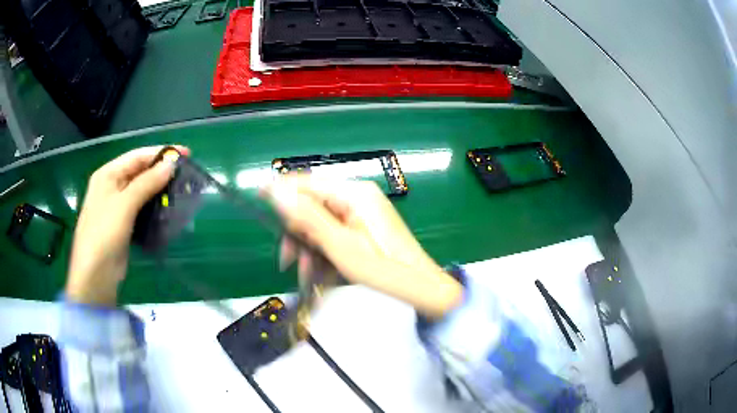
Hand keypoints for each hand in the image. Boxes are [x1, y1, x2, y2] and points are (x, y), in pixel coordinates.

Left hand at [65, 146, 189, 305]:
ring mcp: (117, 206)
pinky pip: (141, 208)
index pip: (137, 156)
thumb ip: (147, 182)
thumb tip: (171, 164)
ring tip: (181, 189)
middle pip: (139, 172)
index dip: (161, 153)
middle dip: (161, 171)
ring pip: (142, 190)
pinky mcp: (124, 223)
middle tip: (185, 173)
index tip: (185, 153)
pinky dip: (154, 206)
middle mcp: (112, 186)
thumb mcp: (125, 204)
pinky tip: (168, 207)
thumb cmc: (105, 233)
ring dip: (159, 189)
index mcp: (108, 174)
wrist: (96, 274)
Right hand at [263, 176, 462, 318]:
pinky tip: (318, 270)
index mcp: (354, 193)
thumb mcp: (340, 245)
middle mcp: (358, 196)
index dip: (281, 189)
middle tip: (286, 260)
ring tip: (303, 273)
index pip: (308, 182)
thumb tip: (275, 190)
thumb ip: (307, 217)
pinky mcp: (364, 226)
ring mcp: (362, 212)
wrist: (421, 288)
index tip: (257, 197)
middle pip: (313, 205)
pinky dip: (323, 249)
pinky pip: (335, 232)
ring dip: (308, 246)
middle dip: (297, 232)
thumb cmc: (383, 269)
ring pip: (321, 222)